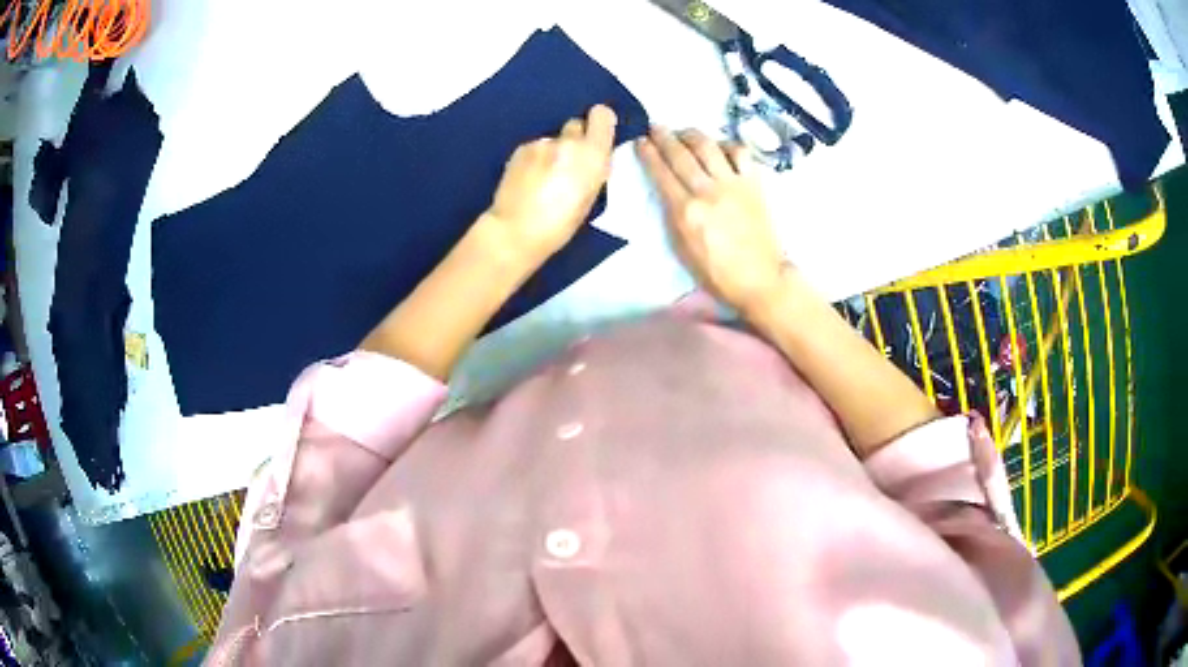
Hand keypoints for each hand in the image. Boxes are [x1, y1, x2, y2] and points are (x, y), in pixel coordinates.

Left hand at [485, 104, 617, 264]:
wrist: (515, 230)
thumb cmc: (559, 224)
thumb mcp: (590, 198)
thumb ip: (595, 170)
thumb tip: (594, 156)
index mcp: (592, 155)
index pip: (601, 115)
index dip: (600, 123)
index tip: (597, 136)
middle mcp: (567, 142)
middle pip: (576, 125)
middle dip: (575, 140)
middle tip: (569, 164)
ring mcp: (541, 143)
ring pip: (554, 139)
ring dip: (554, 152)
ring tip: (545, 179)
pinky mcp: (520, 149)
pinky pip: (536, 148)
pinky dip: (535, 159)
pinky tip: (529, 180)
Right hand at [636, 127, 786, 314]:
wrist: (760, 279)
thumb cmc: (717, 273)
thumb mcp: (682, 248)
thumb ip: (673, 215)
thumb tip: (667, 190)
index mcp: (685, 212)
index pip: (661, 173)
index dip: (648, 153)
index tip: (640, 140)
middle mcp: (707, 191)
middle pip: (680, 154)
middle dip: (664, 136)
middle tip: (655, 126)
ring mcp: (733, 184)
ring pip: (708, 146)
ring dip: (692, 134)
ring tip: (684, 132)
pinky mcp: (754, 184)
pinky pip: (740, 153)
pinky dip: (727, 144)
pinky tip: (720, 146)